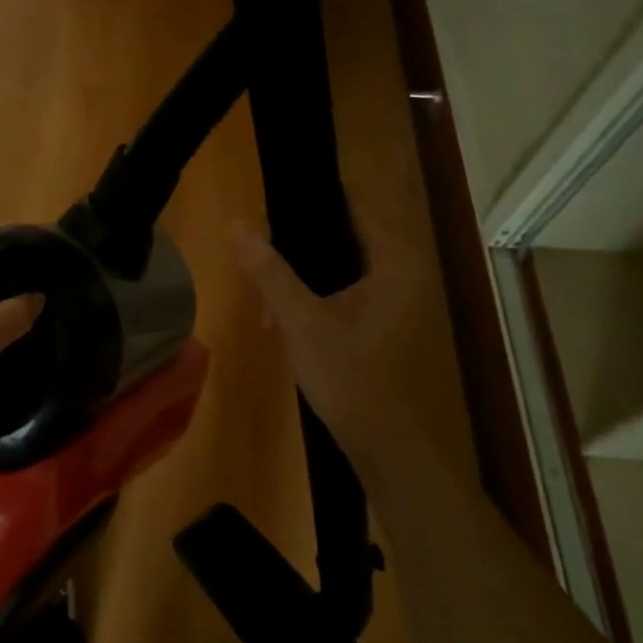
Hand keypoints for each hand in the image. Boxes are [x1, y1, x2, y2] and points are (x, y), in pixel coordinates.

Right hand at [232, 218, 427, 460]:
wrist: (384, 444)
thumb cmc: (348, 376)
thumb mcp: (301, 320)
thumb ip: (269, 271)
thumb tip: (237, 224)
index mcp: (395, 261)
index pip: (353, 205)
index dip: (310, 198)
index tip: (270, 199)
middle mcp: (405, 272)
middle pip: (344, 235)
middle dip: (298, 242)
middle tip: (256, 245)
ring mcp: (399, 299)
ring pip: (342, 267)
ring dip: (303, 273)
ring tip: (263, 287)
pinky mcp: (387, 322)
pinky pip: (348, 291)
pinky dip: (317, 295)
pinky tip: (283, 315)